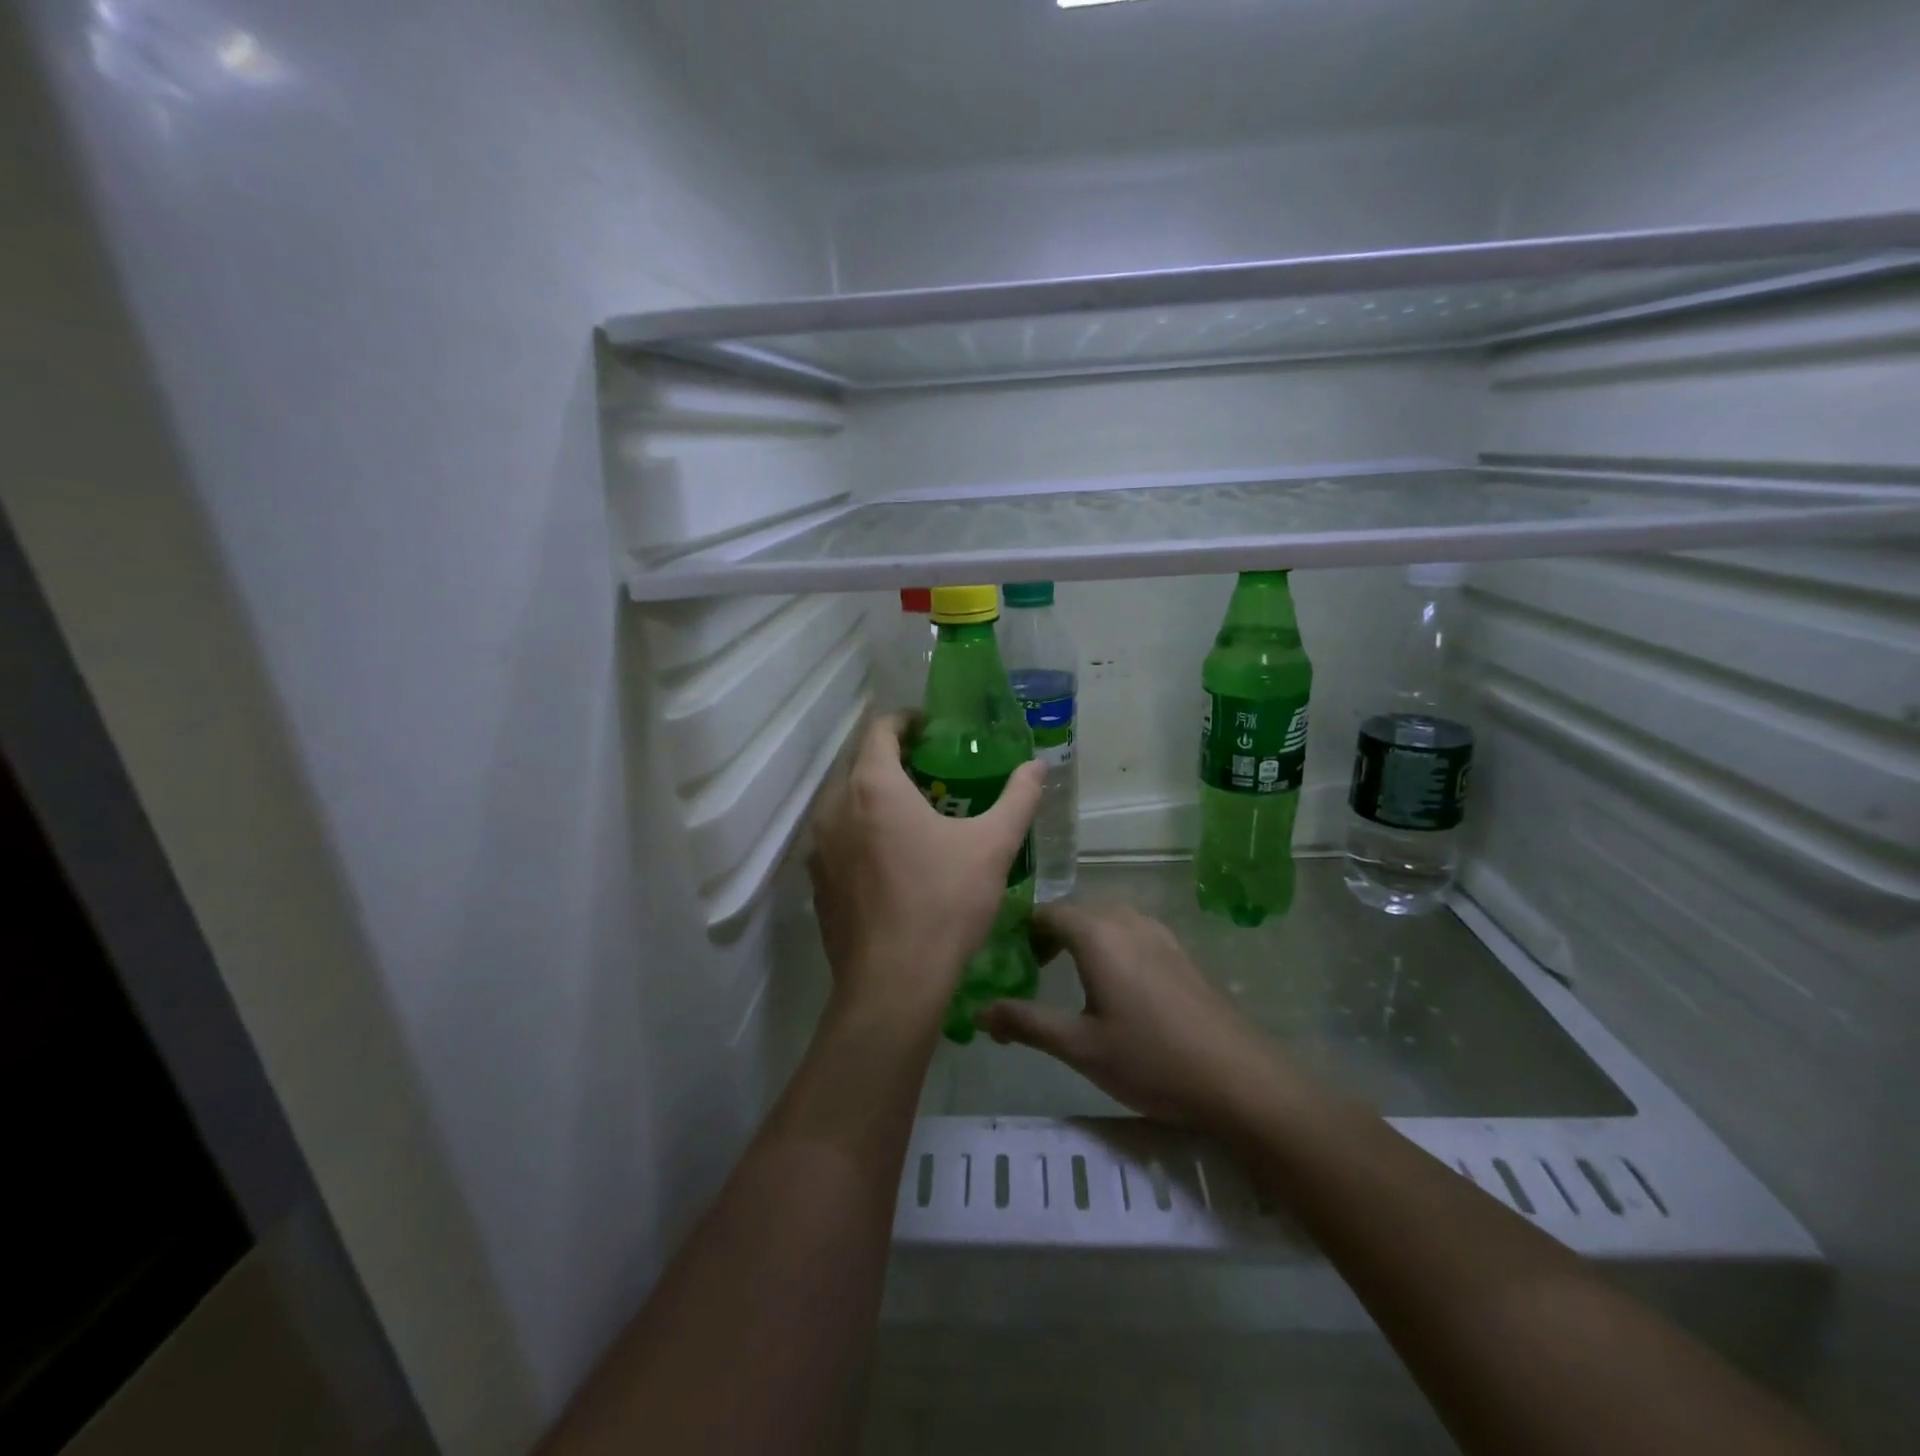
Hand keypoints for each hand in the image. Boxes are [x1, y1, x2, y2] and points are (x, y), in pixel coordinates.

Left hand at [808, 714, 1043, 1028]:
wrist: (893, 983)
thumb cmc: (945, 903)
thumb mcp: (993, 846)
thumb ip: (1018, 798)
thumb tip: (1038, 766)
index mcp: (873, 786)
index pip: (880, 729)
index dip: (906, 721)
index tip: (931, 728)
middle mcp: (835, 807)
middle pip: (859, 763)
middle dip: (892, 758)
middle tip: (930, 769)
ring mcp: (819, 847)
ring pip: (845, 802)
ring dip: (874, 796)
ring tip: (912, 812)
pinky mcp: (817, 882)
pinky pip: (837, 838)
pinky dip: (860, 831)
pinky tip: (890, 857)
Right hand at [976, 903, 1303, 1134]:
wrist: (1238, 1078)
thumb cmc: (1150, 1059)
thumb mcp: (1079, 1046)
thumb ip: (1026, 1022)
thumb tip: (979, 1010)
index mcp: (1097, 933)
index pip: (1046, 913)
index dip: (1020, 931)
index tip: (1005, 959)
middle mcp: (1127, 920)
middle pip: (1076, 912)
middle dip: (1048, 935)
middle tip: (1029, 972)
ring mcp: (1159, 933)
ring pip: (1106, 920)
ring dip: (1081, 939)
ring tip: (1067, 978)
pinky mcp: (1180, 952)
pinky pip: (1132, 932)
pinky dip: (1110, 945)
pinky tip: (1115, 988)